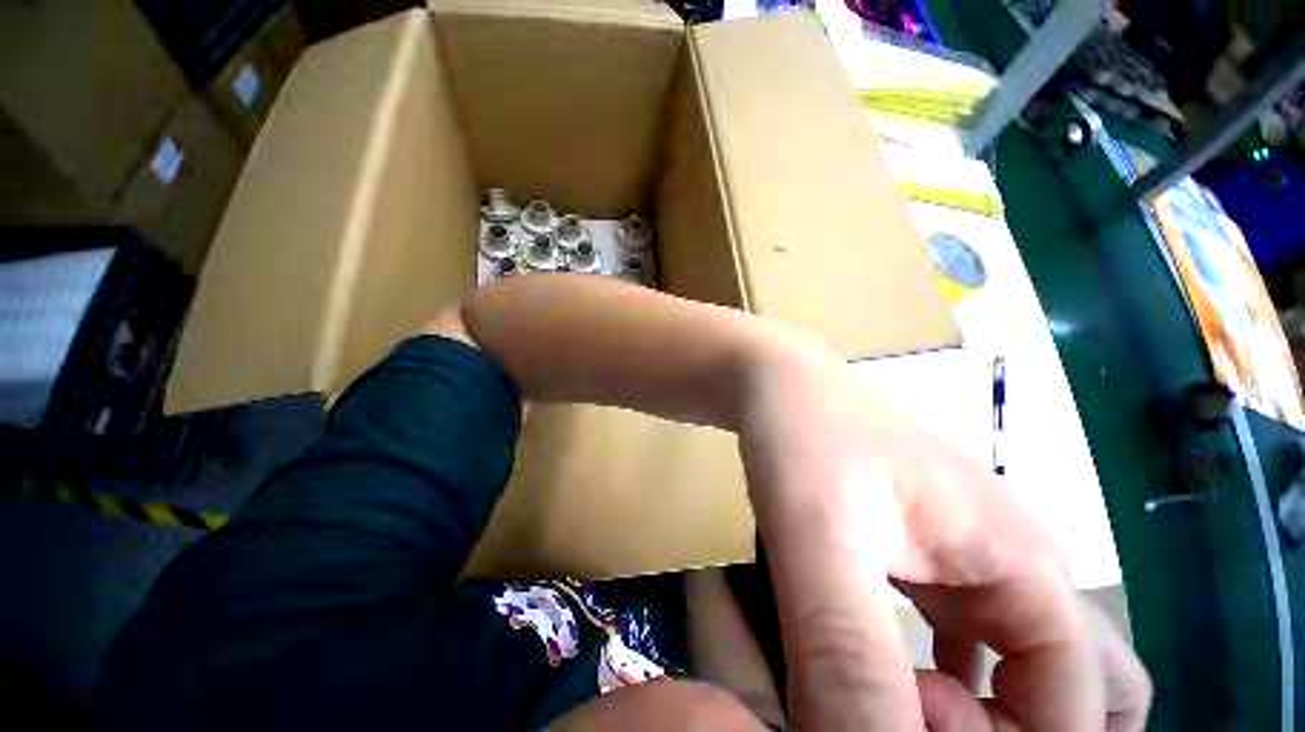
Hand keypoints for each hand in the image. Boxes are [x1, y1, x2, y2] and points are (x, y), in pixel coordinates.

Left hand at [736, 335, 1150, 729]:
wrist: (775, 387)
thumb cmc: (802, 441)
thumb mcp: (822, 538)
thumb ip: (849, 655)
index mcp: (1021, 564)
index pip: (1077, 706)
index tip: (910, 719)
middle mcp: (1012, 567)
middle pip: (1080, 690)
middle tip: (922, 717)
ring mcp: (967, 560)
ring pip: (1026, 671)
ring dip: (984, 717)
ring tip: (900, 702)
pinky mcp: (923, 556)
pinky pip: (966, 643)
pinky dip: (947, 685)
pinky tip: (892, 681)